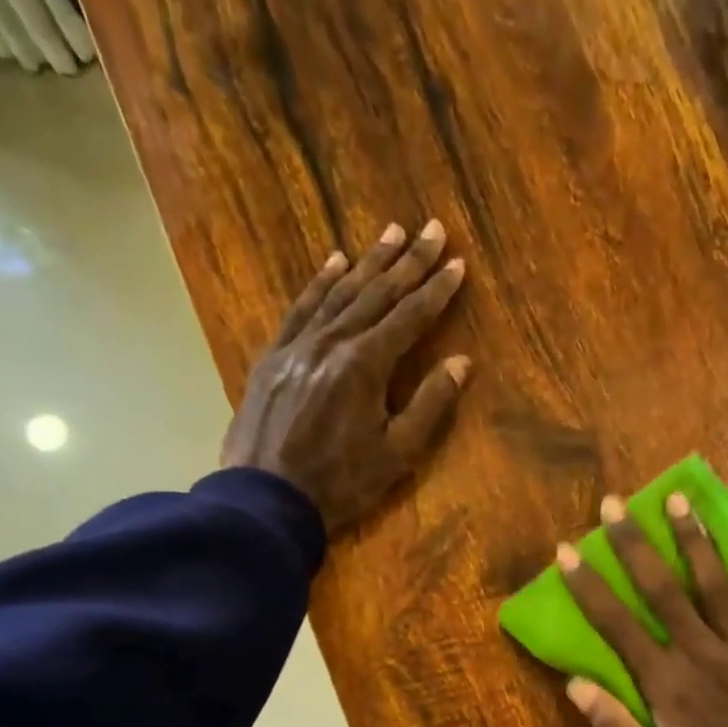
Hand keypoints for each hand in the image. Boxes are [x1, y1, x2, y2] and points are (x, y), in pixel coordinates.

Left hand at [222, 220, 470, 532]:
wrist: (266, 498)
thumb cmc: (341, 483)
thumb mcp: (397, 454)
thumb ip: (429, 405)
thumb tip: (461, 362)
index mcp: (365, 365)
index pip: (409, 317)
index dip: (436, 290)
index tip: (456, 262)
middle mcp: (331, 342)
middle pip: (376, 294)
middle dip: (408, 262)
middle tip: (431, 227)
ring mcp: (298, 346)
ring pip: (339, 293)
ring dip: (368, 262)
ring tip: (391, 233)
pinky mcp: (274, 357)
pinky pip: (301, 308)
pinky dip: (320, 283)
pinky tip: (335, 262)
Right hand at [558, 494, 727, 726]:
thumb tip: (575, 684)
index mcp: (669, 687)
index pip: (617, 626)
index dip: (588, 587)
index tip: (565, 551)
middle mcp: (705, 655)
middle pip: (663, 589)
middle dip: (635, 544)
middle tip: (614, 504)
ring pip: (716, 582)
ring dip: (694, 538)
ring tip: (678, 497)